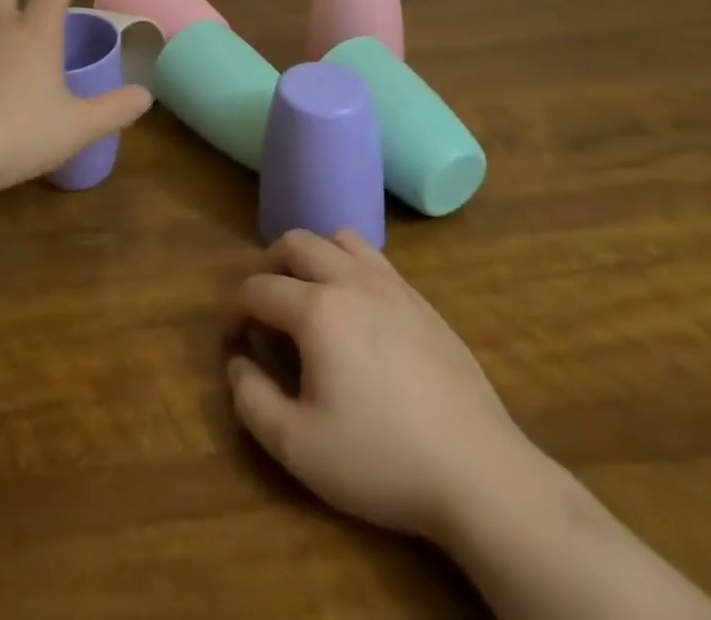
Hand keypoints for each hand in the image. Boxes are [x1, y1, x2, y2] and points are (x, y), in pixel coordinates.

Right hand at [224, 229, 541, 542]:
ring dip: (313, 256)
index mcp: (316, 309)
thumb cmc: (382, 460)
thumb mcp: (298, 448)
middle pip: (295, 243)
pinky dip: (350, 266)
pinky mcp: (422, 300)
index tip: (231, 336)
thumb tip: (237, 363)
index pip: (258, 289)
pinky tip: (356, 309)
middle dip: (268, 266)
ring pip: (338, 239)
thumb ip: (252, 400)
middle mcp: (350, 280)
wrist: (479, 472)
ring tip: (308, 294)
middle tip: (263, 305)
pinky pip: (374, 259)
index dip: (234, 308)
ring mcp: (391, 285)